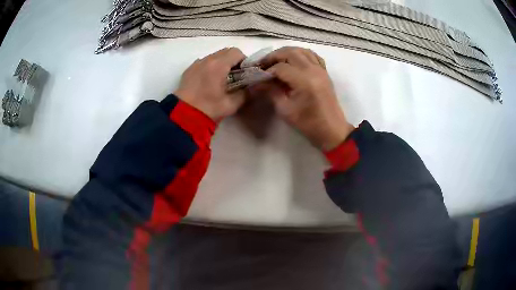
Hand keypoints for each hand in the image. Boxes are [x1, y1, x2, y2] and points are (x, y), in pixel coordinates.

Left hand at [174, 48, 246, 120]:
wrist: (182, 116)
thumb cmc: (208, 109)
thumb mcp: (231, 104)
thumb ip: (246, 93)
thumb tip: (254, 87)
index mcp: (218, 65)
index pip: (236, 52)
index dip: (244, 61)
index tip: (245, 73)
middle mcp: (207, 60)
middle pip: (225, 52)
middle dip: (233, 61)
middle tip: (235, 76)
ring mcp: (196, 64)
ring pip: (214, 56)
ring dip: (222, 63)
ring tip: (222, 79)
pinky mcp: (189, 70)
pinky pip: (204, 62)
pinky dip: (210, 67)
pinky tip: (209, 81)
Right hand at [259, 47, 353, 150]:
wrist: (331, 130)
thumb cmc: (308, 124)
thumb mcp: (285, 110)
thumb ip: (271, 91)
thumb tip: (257, 82)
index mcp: (304, 81)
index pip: (280, 67)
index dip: (266, 70)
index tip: (257, 76)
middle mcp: (313, 70)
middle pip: (290, 52)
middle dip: (274, 56)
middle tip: (262, 64)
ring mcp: (321, 69)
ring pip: (301, 50)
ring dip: (286, 52)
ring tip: (275, 61)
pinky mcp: (324, 72)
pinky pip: (312, 55)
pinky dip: (301, 54)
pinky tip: (293, 61)